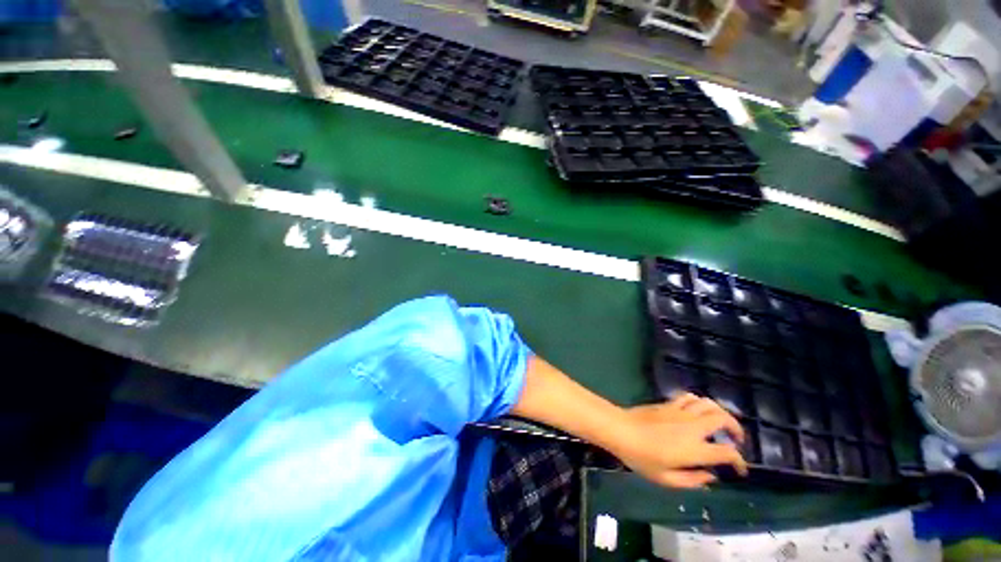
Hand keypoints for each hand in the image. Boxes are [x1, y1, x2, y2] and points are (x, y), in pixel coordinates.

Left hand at [608, 393, 747, 488]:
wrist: (621, 430)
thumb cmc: (641, 457)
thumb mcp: (665, 479)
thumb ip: (692, 480)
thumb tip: (710, 476)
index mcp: (694, 449)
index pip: (727, 452)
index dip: (739, 462)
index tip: (739, 470)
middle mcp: (692, 427)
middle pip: (723, 419)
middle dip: (736, 428)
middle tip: (736, 440)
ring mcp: (680, 412)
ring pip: (708, 403)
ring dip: (720, 412)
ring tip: (721, 423)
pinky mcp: (668, 403)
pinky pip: (689, 397)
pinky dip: (700, 402)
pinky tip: (698, 411)